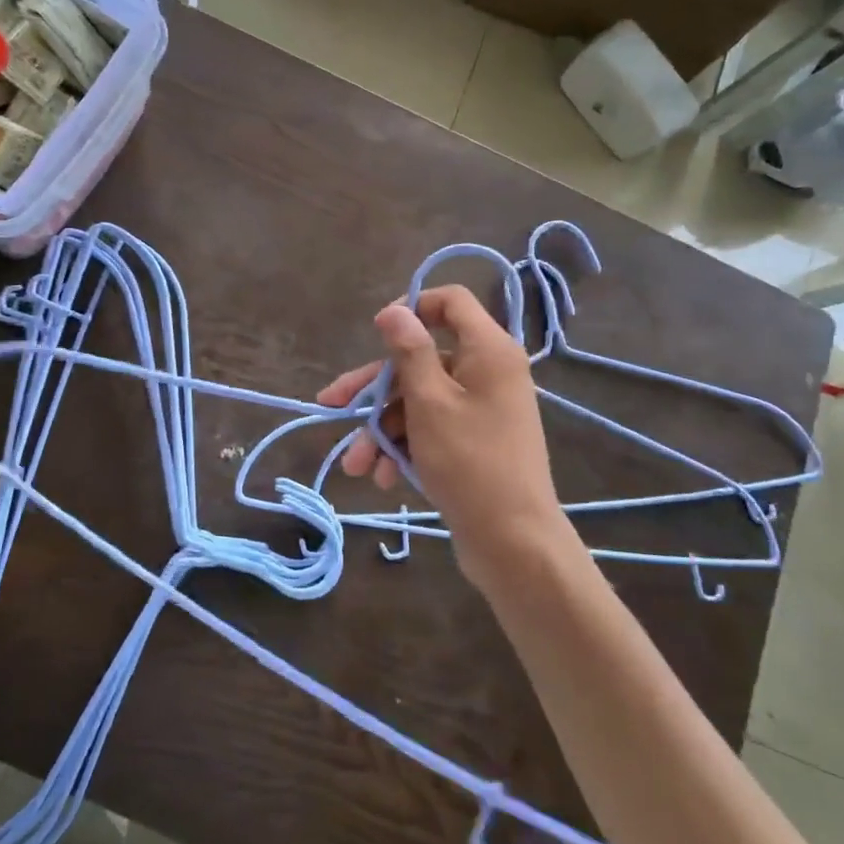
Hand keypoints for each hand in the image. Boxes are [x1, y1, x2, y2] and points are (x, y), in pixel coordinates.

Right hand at [318, 286, 568, 580]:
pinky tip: (385, 477)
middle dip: (374, 390)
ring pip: (419, 401)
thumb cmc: (469, 462)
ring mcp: (480, 409)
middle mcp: (487, 372)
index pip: (450, 302)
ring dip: (382, 430)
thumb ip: (409, 352)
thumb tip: (395, 309)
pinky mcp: (473, 441)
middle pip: (420, 360)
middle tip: (331, 407)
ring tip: (356, 467)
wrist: (513, 541)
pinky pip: (431, 429)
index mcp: (488, 351)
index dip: (411, 308)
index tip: (376, 333)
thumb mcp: (429, 402)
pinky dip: (405, 447)